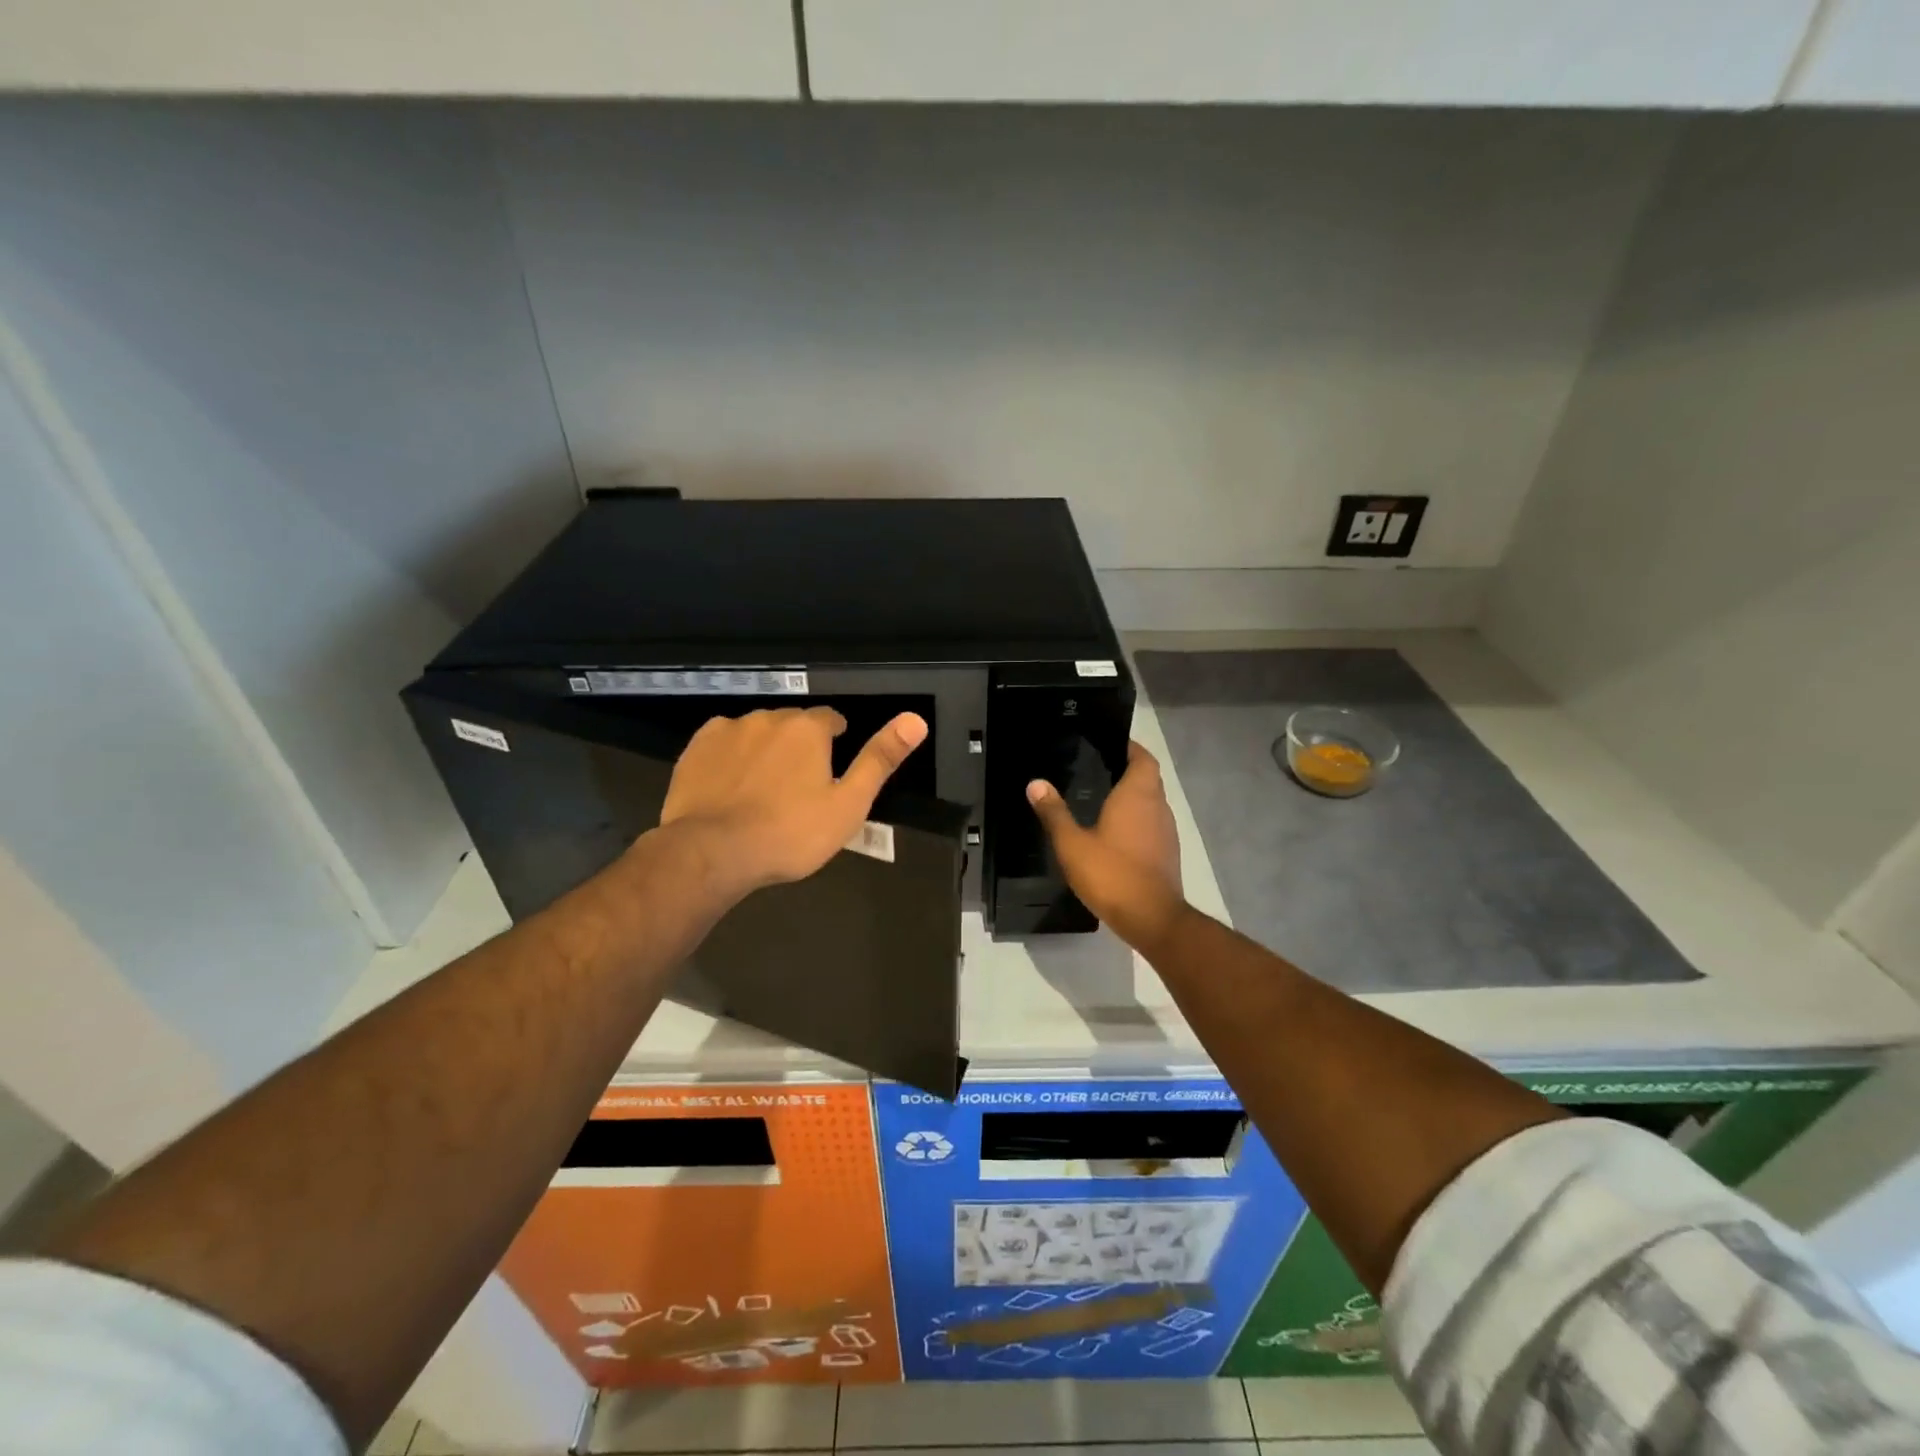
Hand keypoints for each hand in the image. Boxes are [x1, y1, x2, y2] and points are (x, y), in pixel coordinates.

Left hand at [658, 706, 927, 900]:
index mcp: (808, 729)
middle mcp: (768, 718)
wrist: (713, 852)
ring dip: (764, 749)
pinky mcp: (696, 748)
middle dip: (798, 745)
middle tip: (798, 784)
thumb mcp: (848, 804)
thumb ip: (880, 760)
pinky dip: (730, 756)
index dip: (835, 738)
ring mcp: (728, 730)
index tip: (832, 762)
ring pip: (756, 731)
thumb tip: (916, 720)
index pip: (830, 719)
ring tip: (762, 788)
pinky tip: (730, 784)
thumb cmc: (790, 833)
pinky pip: (722, 741)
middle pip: (791, 724)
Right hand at [1028, 740, 1186, 952]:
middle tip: (1097, 769)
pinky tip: (1114, 832)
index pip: (1142, 758)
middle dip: (1127, 770)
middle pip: (1148, 778)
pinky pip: (1152, 824)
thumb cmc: (1111, 873)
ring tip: (1102, 798)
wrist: (1152, 918)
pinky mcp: (1167, 853)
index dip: (1130, 747)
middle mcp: (1158, 807)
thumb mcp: (1072, 844)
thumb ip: (1054, 812)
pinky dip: (1136, 820)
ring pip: (1151, 802)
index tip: (1109, 743)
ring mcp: (1166, 831)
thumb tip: (1036, 783)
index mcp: (1137, 795)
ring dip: (1133, 797)